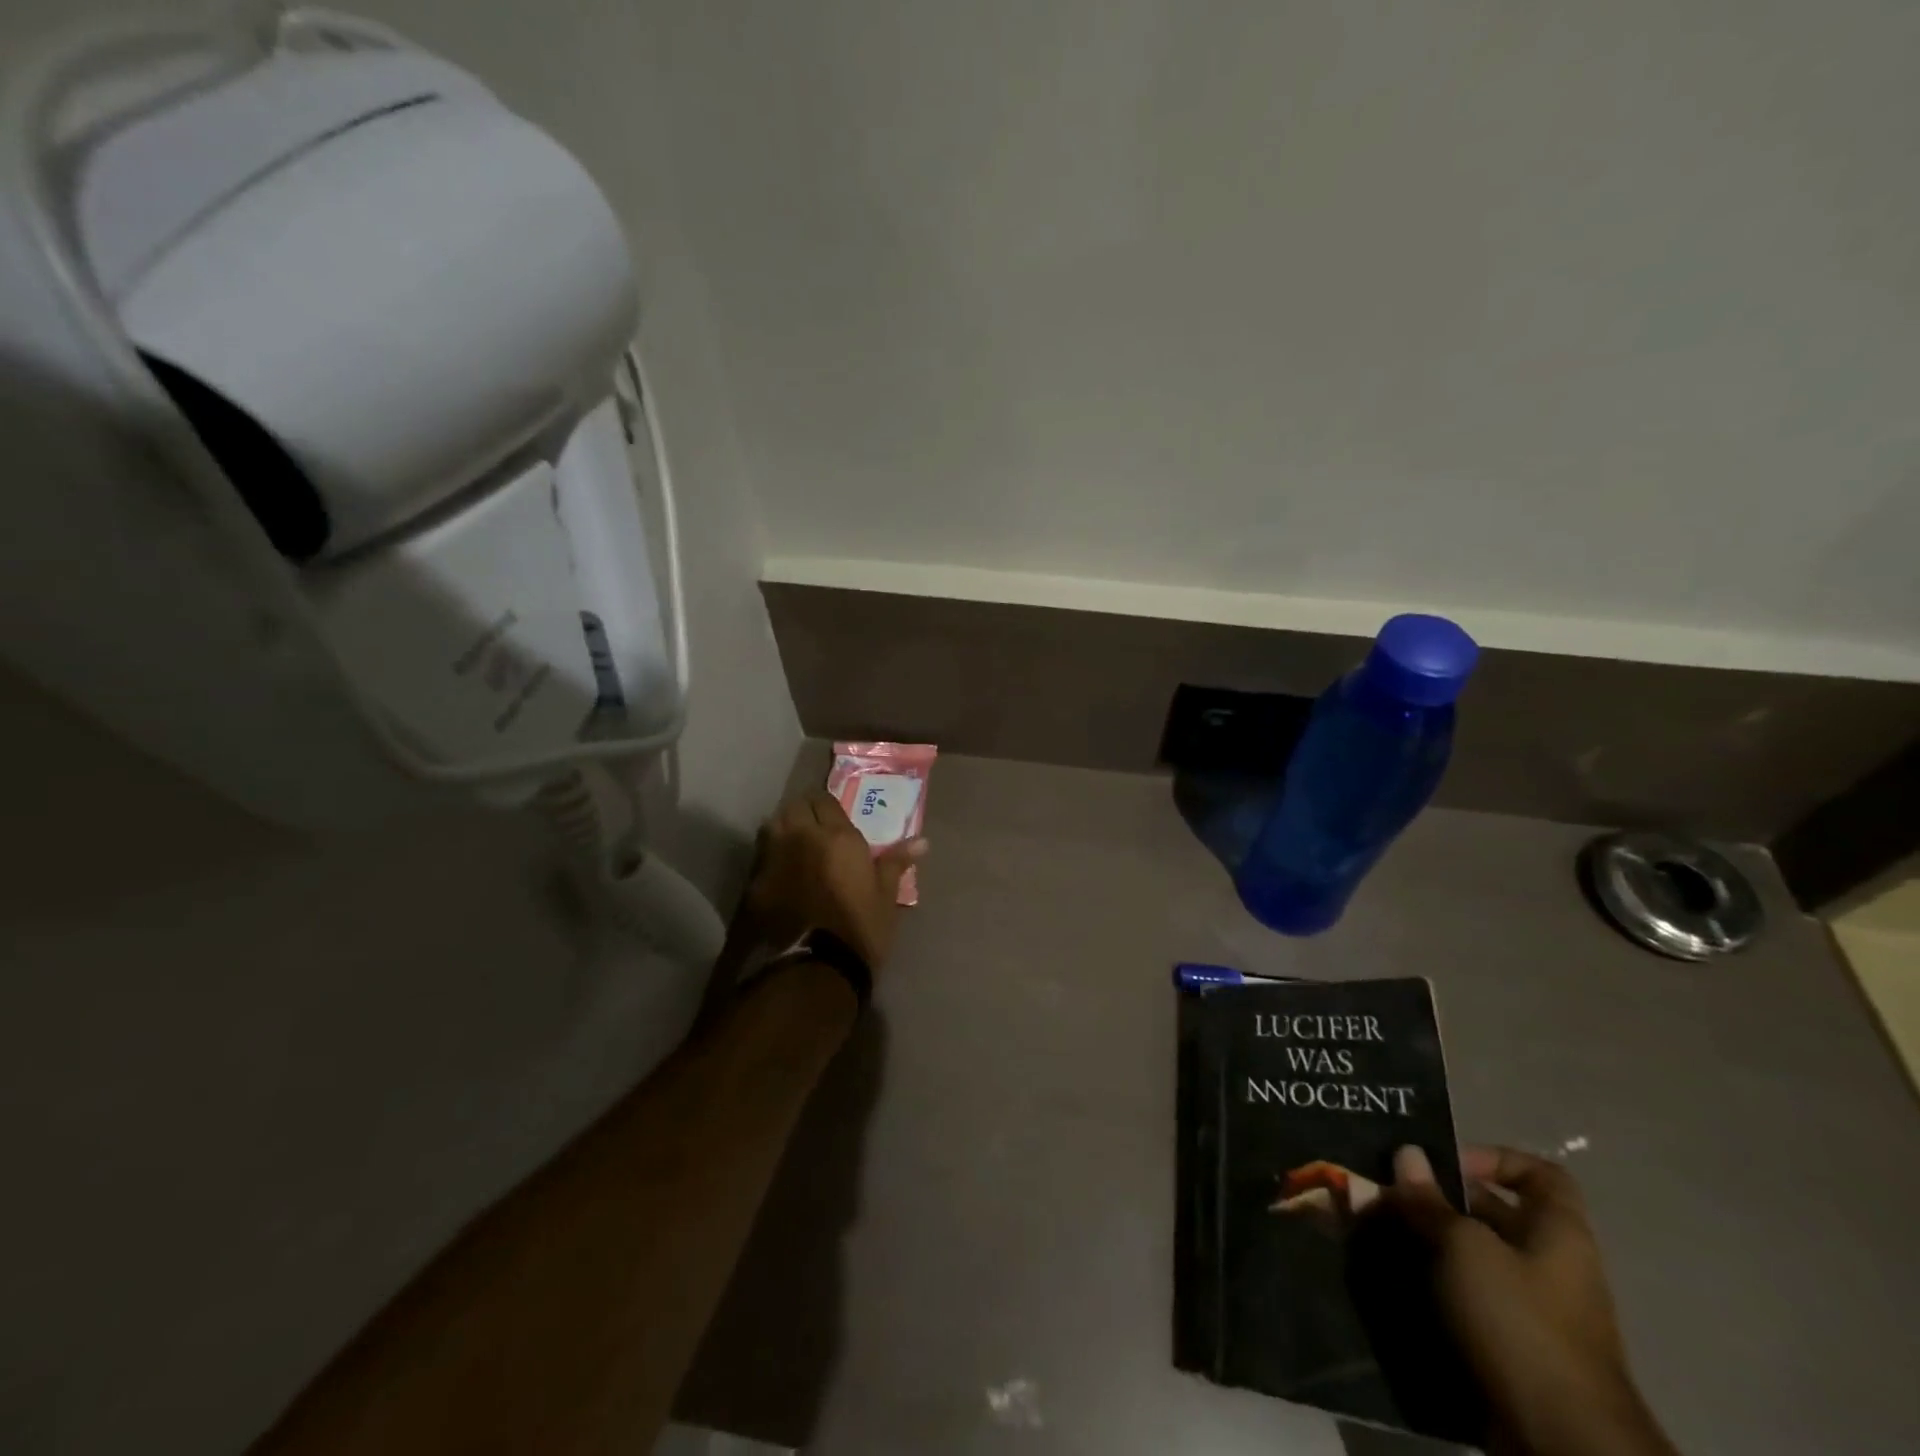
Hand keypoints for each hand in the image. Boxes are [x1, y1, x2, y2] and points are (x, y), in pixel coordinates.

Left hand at [740, 790, 926, 970]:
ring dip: (784, 828)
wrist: (812, 970)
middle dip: (804, 811)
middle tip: (815, 829)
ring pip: (773, 825)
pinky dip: (770, 856)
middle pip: (795, 806)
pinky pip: (761, 856)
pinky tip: (780, 873)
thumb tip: (922, 841)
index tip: (835, 819)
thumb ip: (896, 863)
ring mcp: (772, 858)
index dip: (829, 807)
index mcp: (836, 836)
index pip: (825, 800)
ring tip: (796, 846)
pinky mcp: (752, 883)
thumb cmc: (859, 930)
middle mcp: (800, 837)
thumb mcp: (885, 897)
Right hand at [1386, 1145, 1677, 1455]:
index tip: (1443, 1165)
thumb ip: (1431, 1200)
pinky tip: (1395, 1280)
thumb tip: (1407, 1154)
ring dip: (1429, 1244)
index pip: (1538, 1173)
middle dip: (1440, 1201)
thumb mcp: (1465, 1247)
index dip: (1492, 1158)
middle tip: (1388, 1194)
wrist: (1563, 1441)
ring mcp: (1535, 1311)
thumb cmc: (1521, 1321)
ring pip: (1474, 1258)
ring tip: (1380, 1234)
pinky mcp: (1514, 1348)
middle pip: (1495, 1214)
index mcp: (1559, 1232)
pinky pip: (1469, 1300)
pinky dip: (1435, 1287)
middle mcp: (1552, 1265)